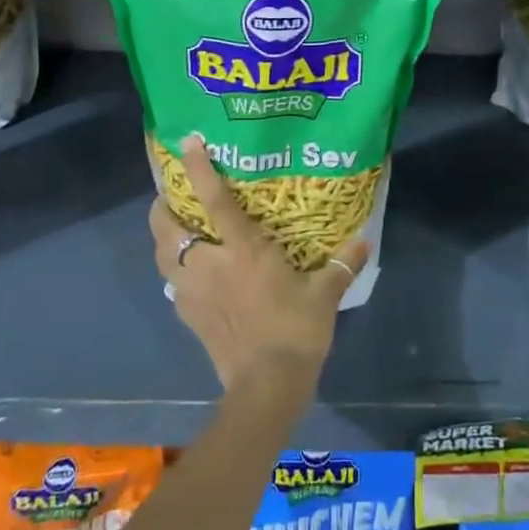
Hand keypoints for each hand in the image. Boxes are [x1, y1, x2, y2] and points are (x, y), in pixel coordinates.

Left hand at [149, 135, 368, 393]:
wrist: (267, 385)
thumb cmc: (296, 331)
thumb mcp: (324, 294)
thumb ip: (342, 264)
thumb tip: (366, 241)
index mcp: (242, 250)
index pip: (215, 200)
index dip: (199, 168)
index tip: (187, 143)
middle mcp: (210, 263)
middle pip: (168, 227)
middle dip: (162, 206)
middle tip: (171, 195)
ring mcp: (193, 291)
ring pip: (162, 255)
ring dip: (163, 238)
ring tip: (175, 228)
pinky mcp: (188, 316)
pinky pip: (171, 284)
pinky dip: (174, 271)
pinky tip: (188, 272)